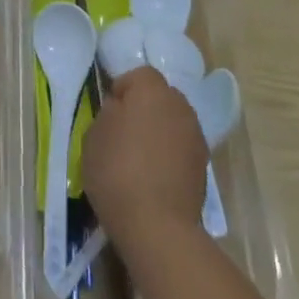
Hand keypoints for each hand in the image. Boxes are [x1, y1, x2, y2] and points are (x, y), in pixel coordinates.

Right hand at [82, 68, 206, 245]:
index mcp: (152, 91)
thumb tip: (121, 110)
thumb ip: (109, 113)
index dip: (122, 88)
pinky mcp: (204, 166)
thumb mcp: (94, 135)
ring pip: (173, 121)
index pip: (139, 74)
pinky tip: (154, 174)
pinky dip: (170, 153)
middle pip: (161, 95)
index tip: (109, 112)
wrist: (157, 224)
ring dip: (159, 129)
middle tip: (123, 131)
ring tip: (139, 155)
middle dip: (144, 107)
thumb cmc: (117, 170)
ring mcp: (196, 136)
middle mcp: (180, 107)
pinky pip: (182, 146)